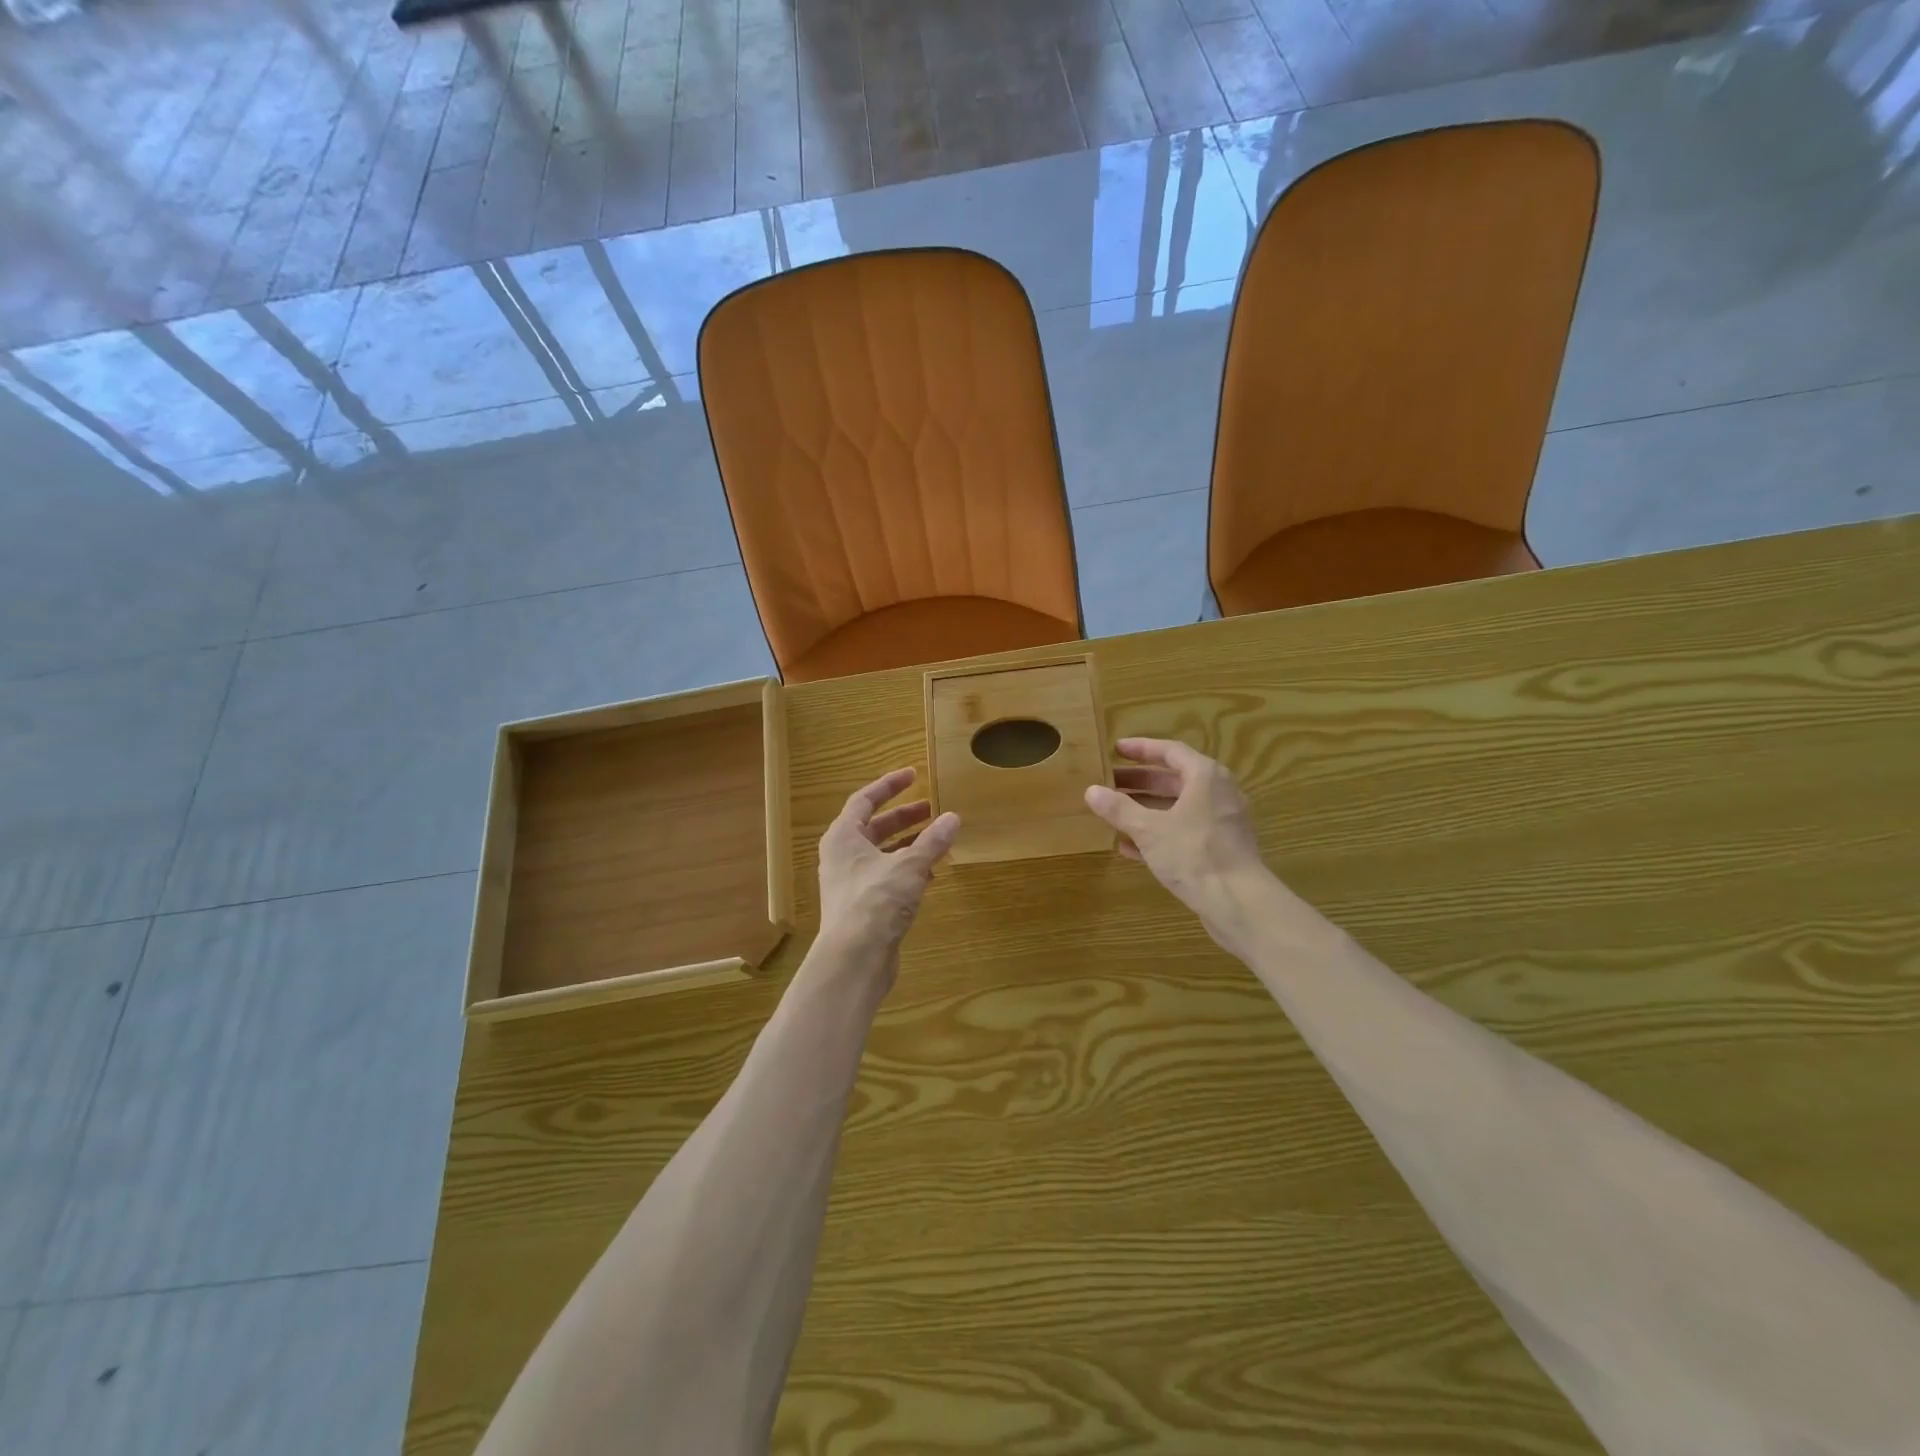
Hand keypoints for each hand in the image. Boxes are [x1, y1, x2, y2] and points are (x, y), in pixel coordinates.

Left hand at [817, 768, 959, 959]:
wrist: (854, 959)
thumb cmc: (875, 902)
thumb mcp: (909, 866)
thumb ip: (932, 842)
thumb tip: (953, 818)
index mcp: (843, 837)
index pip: (864, 800)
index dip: (889, 786)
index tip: (913, 775)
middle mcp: (842, 856)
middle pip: (874, 827)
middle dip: (904, 817)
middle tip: (932, 809)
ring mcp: (850, 883)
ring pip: (882, 853)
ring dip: (908, 844)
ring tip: (937, 839)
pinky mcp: (863, 906)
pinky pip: (886, 877)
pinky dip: (907, 870)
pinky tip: (931, 874)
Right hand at [1084, 738, 1267, 934]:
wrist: (1239, 902)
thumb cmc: (1194, 854)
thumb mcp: (1149, 829)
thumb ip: (1119, 809)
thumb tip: (1091, 791)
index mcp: (1205, 777)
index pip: (1170, 751)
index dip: (1141, 749)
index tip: (1116, 750)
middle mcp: (1218, 793)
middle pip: (1174, 779)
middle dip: (1140, 781)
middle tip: (1109, 782)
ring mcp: (1222, 822)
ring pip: (1178, 807)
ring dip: (1146, 808)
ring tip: (1114, 813)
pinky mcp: (1221, 848)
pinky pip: (1185, 831)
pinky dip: (1159, 832)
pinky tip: (1130, 847)